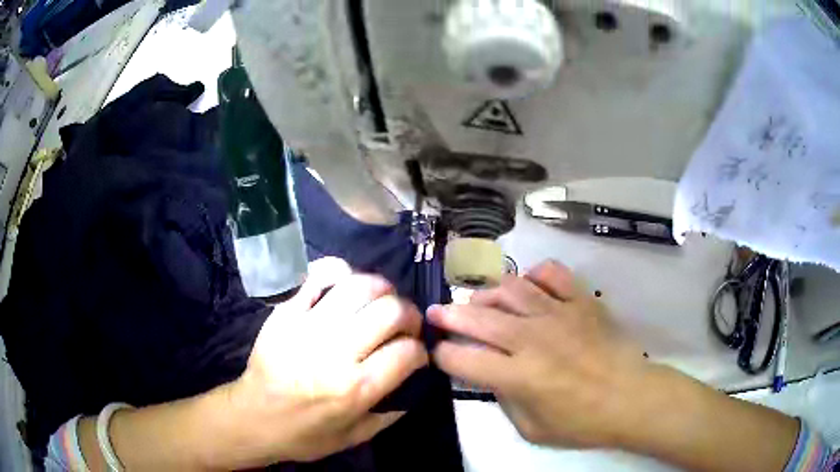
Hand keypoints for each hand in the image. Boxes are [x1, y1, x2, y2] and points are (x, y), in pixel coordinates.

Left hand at [227, 257, 427, 465]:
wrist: (253, 418)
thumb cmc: (305, 434)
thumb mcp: (355, 436)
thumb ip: (392, 411)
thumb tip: (417, 380)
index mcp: (355, 389)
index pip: (407, 351)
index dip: (420, 350)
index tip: (415, 354)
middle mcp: (335, 353)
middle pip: (390, 311)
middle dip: (409, 315)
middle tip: (404, 325)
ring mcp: (307, 327)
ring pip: (359, 286)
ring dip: (381, 289)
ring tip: (380, 301)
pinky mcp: (285, 313)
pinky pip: (317, 276)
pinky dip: (338, 271)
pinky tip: (346, 284)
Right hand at [428, 260, 648, 448]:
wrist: (630, 398)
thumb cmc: (582, 422)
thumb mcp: (532, 428)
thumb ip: (505, 401)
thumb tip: (492, 376)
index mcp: (518, 375)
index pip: (464, 358)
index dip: (443, 354)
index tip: (438, 352)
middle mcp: (532, 338)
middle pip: (479, 317)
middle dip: (449, 315)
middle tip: (435, 313)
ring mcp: (558, 314)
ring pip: (511, 288)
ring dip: (487, 292)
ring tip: (478, 299)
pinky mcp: (581, 301)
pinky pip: (552, 273)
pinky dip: (535, 274)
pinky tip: (528, 285)